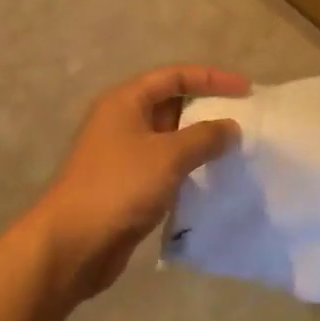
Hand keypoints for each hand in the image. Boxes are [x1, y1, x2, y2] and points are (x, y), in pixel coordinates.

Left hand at [31, 65, 248, 302]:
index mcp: (126, 102)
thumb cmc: (119, 187)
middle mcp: (123, 122)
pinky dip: (189, 167)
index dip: (212, 78)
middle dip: (207, 109)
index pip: (174, 76)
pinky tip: (213, 179)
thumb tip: (231, 127)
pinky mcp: (128, 185)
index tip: (246, 90)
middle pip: (171, 104)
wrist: (73, 244)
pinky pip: (165, 166)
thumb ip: (205, 137)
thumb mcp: (168, 155)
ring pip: (170, 138)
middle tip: (245, 119)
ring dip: (200, 141)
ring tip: (236, 149)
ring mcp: (123, 155)